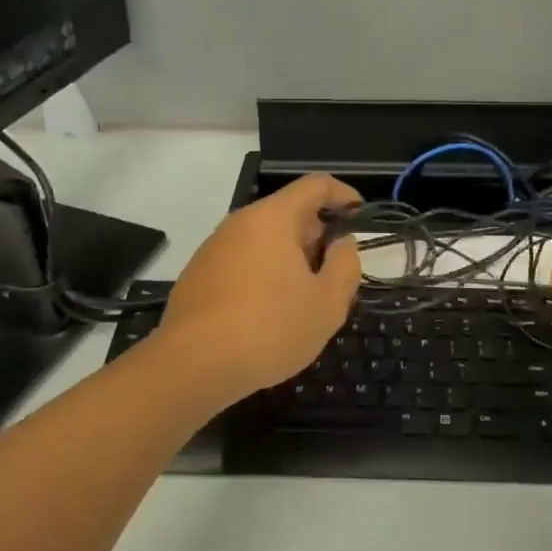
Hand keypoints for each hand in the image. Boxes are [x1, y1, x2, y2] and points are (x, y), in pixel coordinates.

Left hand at [151, 173, 363, 406]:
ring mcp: (214, 248)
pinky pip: (242, 261)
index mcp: (273, 218)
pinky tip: (268, 313)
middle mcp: (240, 222)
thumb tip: (343, 243)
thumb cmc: (269, 328)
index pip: (315, 185)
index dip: (343, 194)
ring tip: (303, 298)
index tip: (359, 214)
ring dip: (290, 258)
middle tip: (334, 272)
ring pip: (263, 239)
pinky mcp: (197, 274)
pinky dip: (263, 274)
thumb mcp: (327, 304)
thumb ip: (345, 266)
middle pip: (288, 213)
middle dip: (317, 235)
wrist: (192, 365)